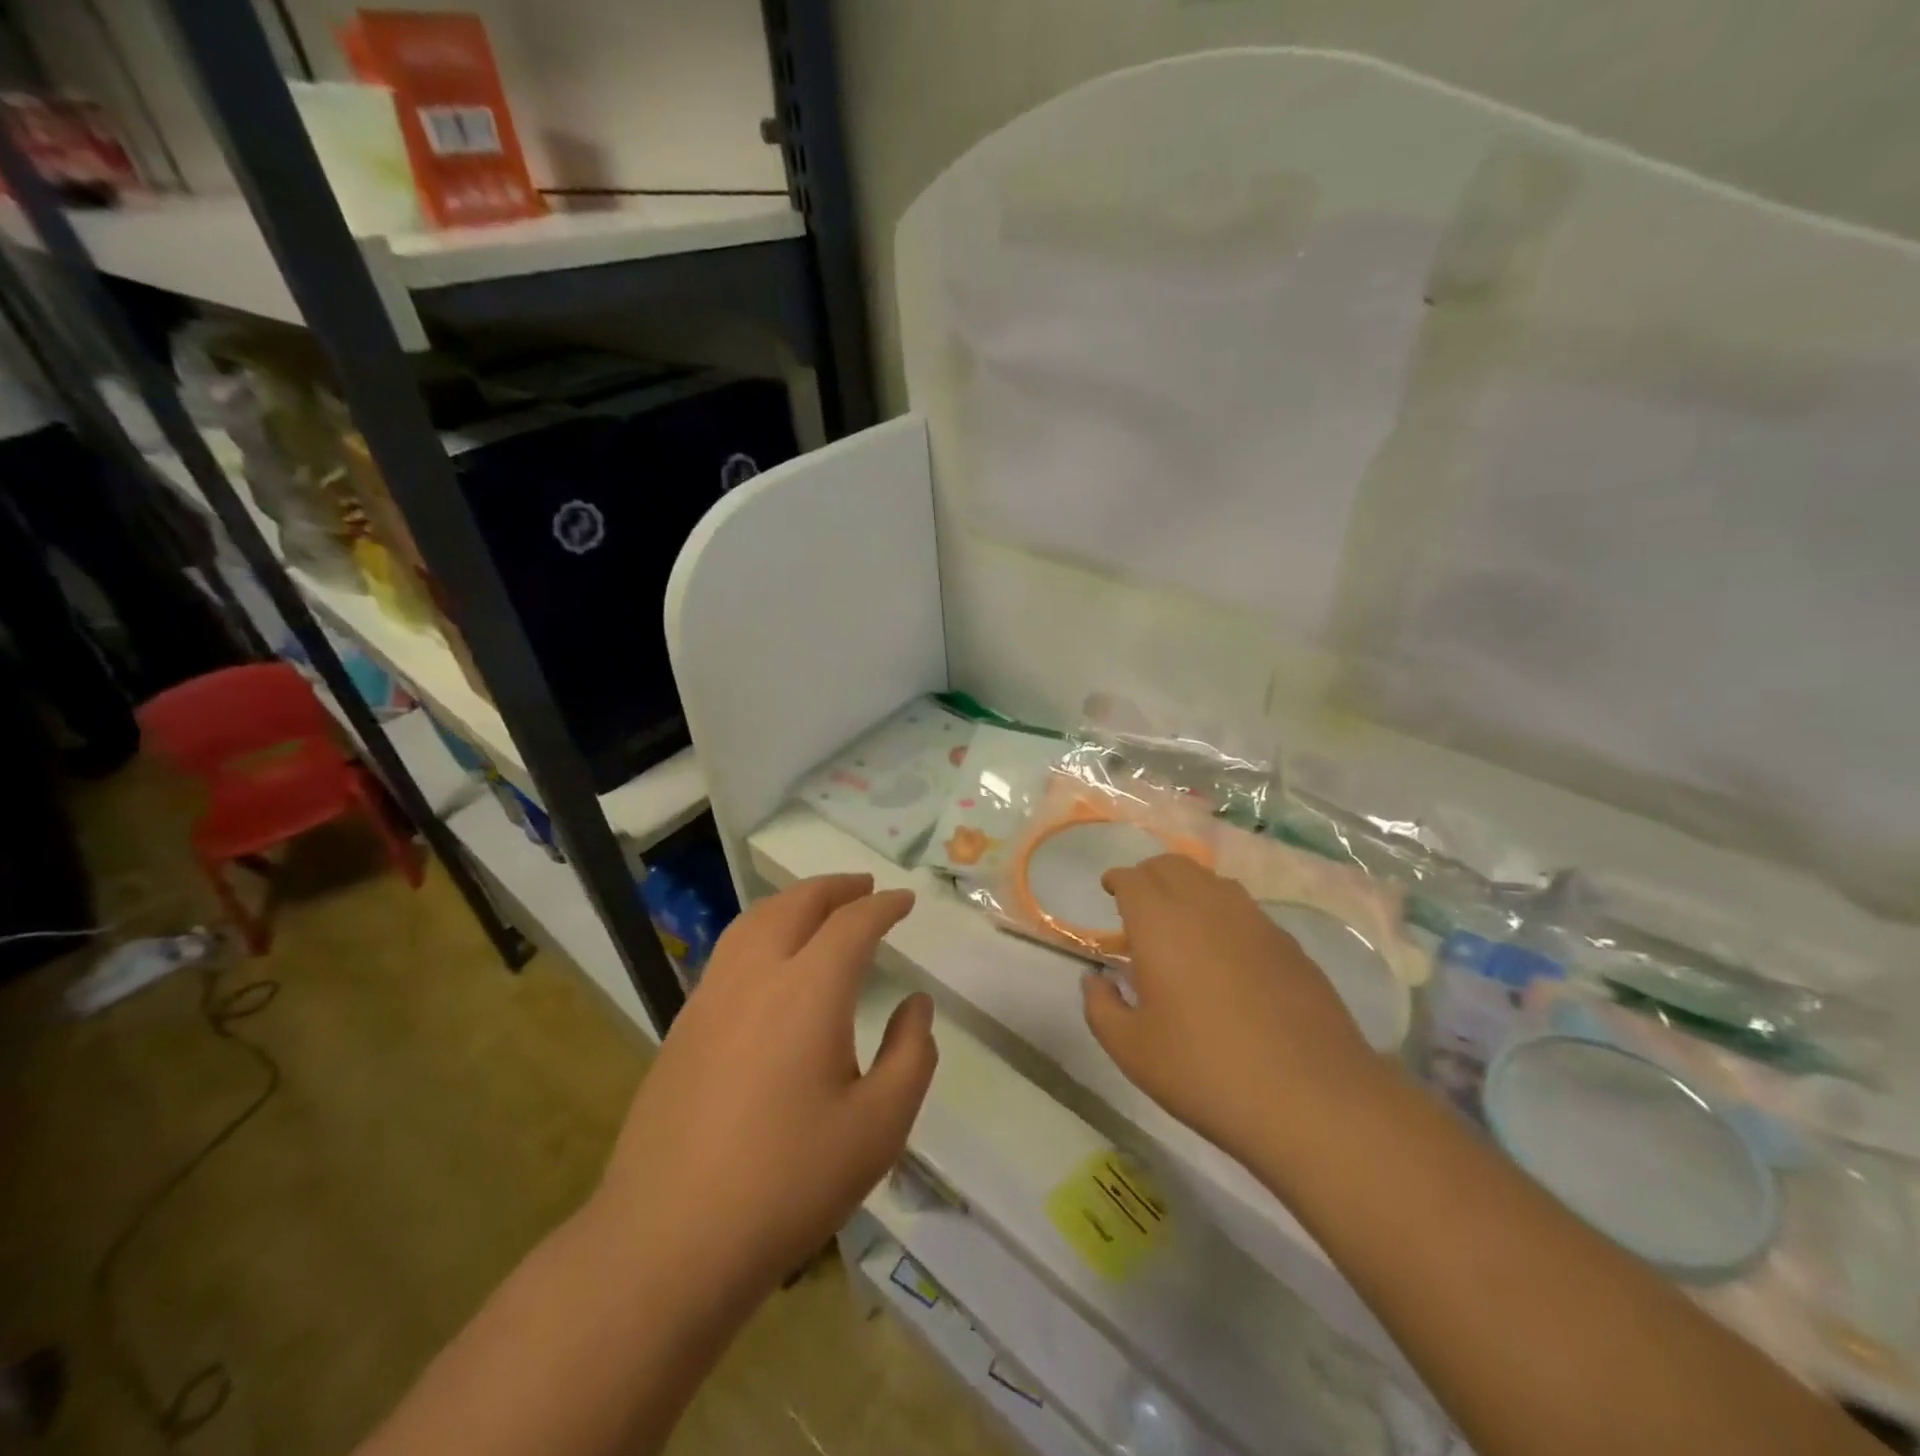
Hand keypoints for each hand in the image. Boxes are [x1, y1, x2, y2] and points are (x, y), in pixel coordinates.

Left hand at [596, 875, 936, 1295]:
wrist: (668, 1241)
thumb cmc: (788, 1183)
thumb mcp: (879, 1127)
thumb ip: (911, 1056)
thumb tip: (916, 1005)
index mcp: (808, 991)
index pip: (852, 924)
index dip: (883, 906)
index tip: (904, 900)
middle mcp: (755, 977)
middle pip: (795, 905)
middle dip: (834, 888)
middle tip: (863, 887)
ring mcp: (710, 999)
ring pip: (752, 922)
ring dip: (791, 902)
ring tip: (817, 907)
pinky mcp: (682, 1027)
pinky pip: (728, 952)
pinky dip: (760, 931)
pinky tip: (769, 961)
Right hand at [1082, 855, 1383, 1168]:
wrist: (1311, 1099)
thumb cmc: (1204, 1071)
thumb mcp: (1131, 1049)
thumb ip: (1101, 1006)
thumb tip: (1096, 980)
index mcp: (1160, 922)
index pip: (1133, 878)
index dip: (1117, 880)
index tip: (1110, 890)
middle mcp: (1207, 906)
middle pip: (1172, 865)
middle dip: (1149, 874)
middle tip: (1138, 902)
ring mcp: (1254, 921)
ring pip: (1212, 882)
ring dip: (1188, 888)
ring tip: (1180, 921)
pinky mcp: (1289, 944)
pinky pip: (1245, 910)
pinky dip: (1223, 914)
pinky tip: (1225, 952)